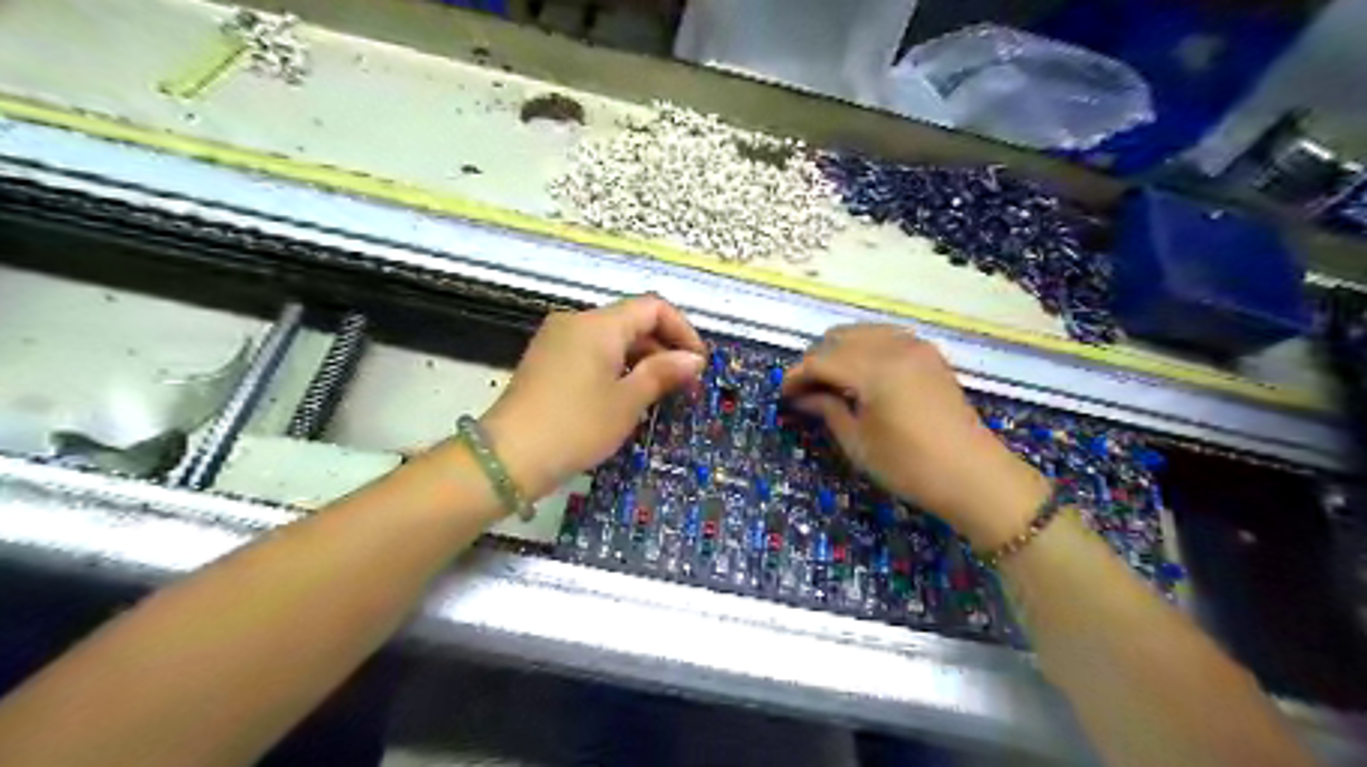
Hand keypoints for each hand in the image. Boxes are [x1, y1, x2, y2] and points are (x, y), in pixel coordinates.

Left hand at [477, 298, 702, 499]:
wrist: (509, 457)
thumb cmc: (576, 426)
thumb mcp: (628, 401)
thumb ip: (663, 373)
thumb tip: (693, 359)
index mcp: (598, 324)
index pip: (653, 307)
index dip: (682, 330)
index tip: (698, 363)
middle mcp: (576, 321)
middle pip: (632, 320)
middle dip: (663, 347)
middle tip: (683, 384)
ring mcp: (557, 339)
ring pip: (612, 337)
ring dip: (641, 358)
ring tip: (659, 393)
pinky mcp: (547, 359)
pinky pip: (592, 351)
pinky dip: (616, 365)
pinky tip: (625, 395)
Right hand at [778, 325, 1050, 552]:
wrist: (974, 476)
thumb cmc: (910, 466)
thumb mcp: (858, 443)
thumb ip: (827, 410)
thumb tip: (802, 396)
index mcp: (875, 369)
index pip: (821, 360)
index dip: (796, 376)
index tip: (783, 396)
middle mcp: (894, 347)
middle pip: (838, 337)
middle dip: (815, 360)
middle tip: (805, 391)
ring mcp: (915, 346)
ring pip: (861, 332)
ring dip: (839, 351)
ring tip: (830, 382)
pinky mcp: (928, 354)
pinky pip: (885, 336)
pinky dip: (864, 348)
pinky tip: (860, 374)